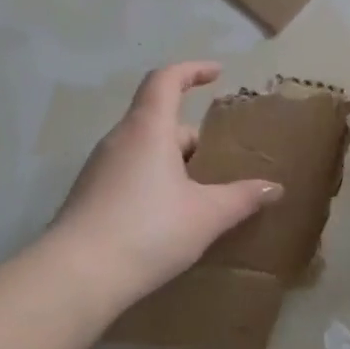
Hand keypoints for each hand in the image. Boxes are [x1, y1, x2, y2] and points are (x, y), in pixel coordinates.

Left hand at [46, 63, 282, 301]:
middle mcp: (119, 140)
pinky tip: (170, 218)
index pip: (166, 80)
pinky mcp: (89, 197)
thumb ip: (243, 198)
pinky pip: (130, 174)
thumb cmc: (148, 230)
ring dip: (174, 162)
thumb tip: (274, 188)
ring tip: (201, 193)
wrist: (75, 278)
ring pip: (145, 150)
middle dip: (193, 137)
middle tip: (220, 162)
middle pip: (159, 120)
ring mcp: (99, 169)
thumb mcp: (207, 215)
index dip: (192, 70)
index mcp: (148, 130)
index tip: (217, 73)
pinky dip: (154, 182)